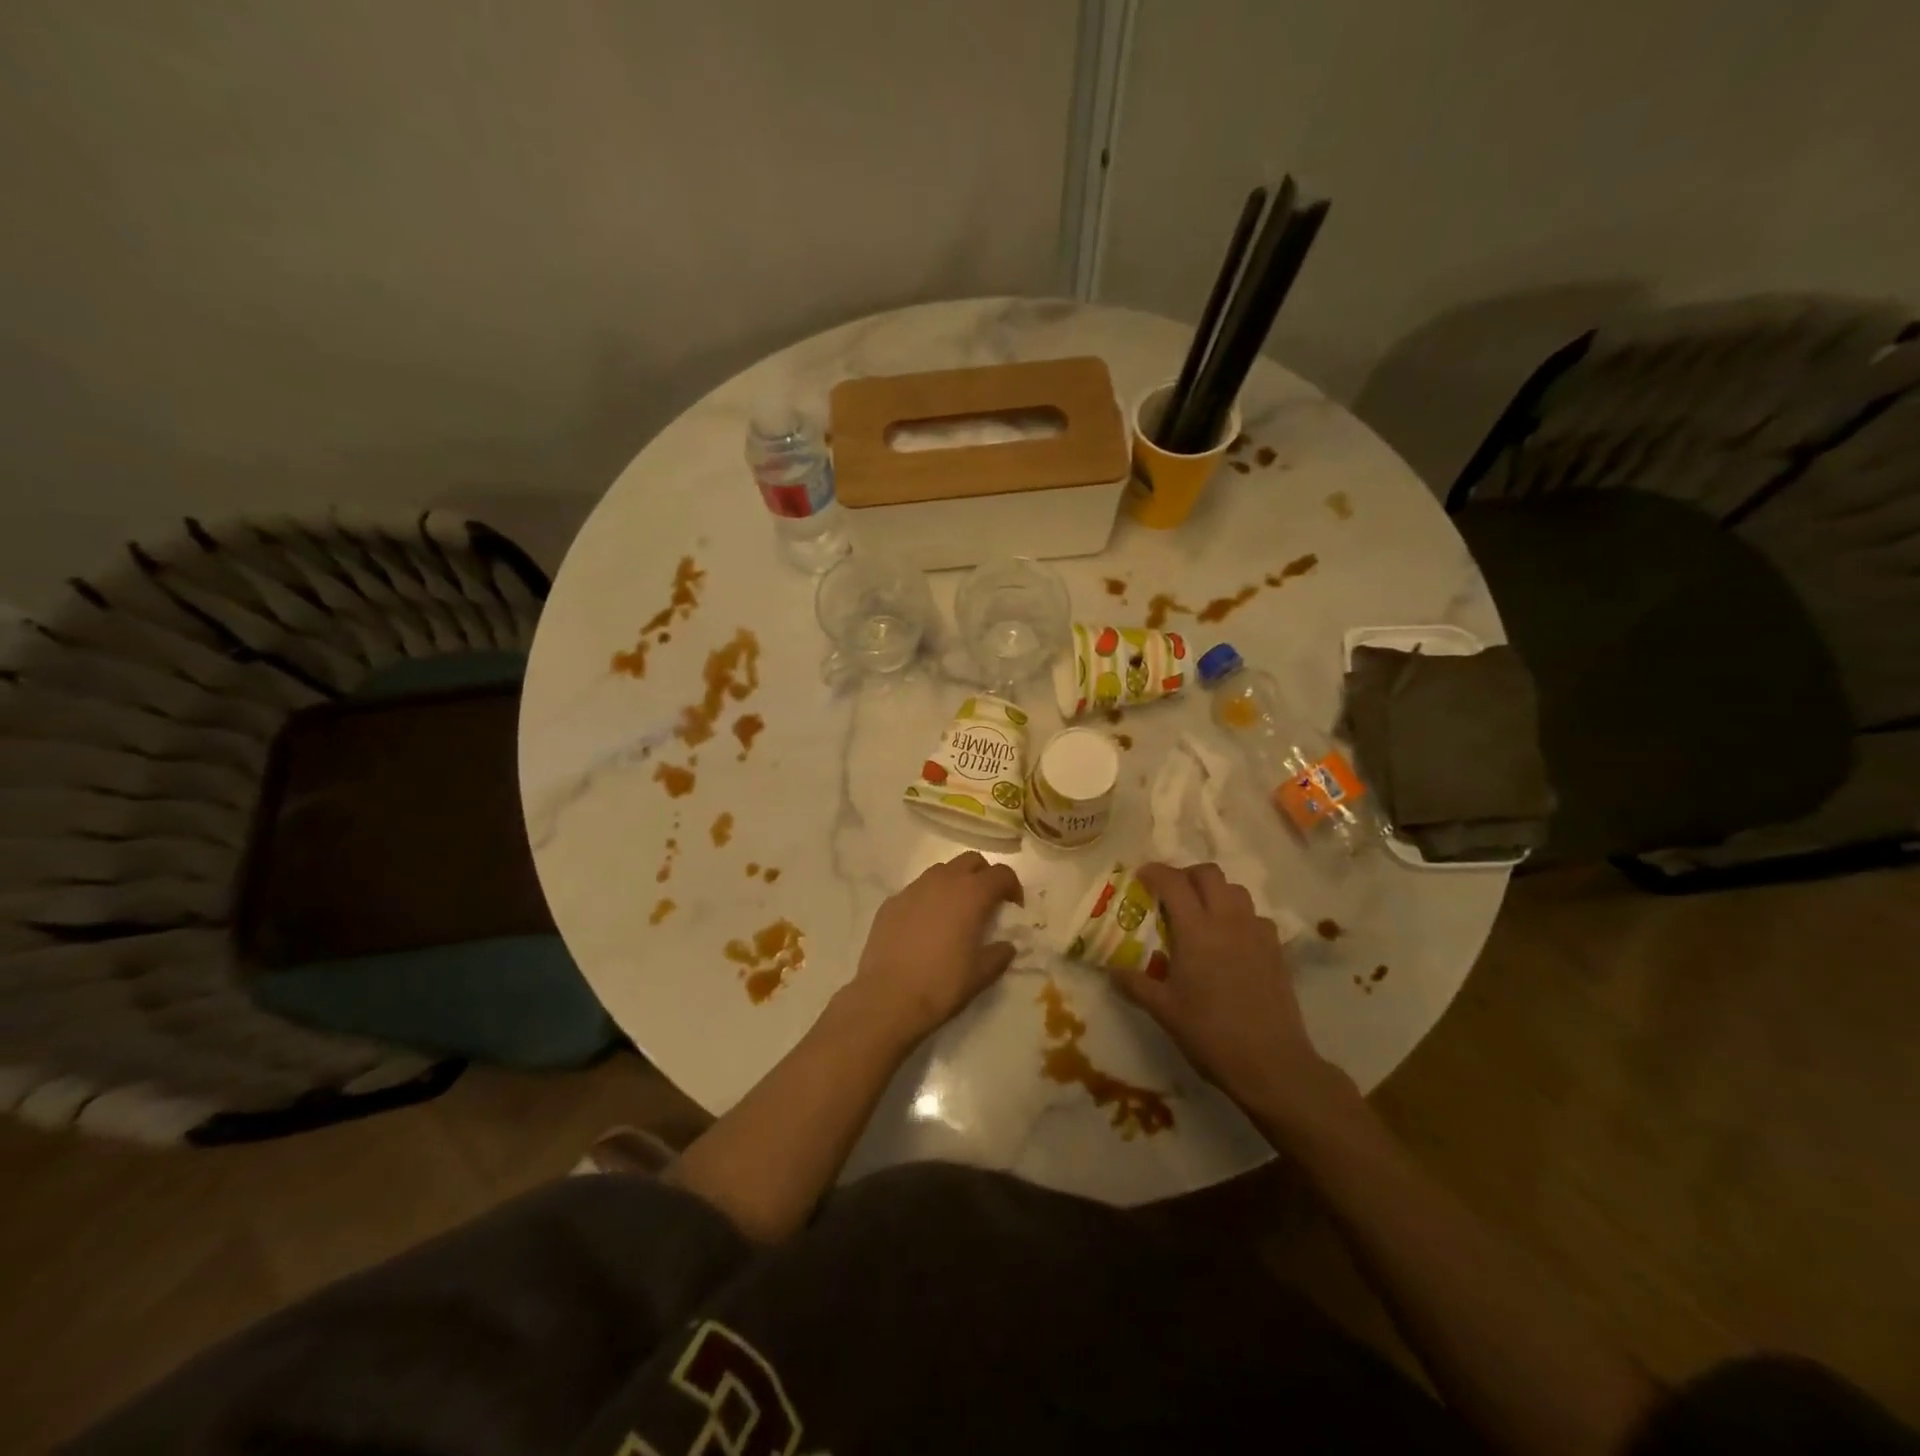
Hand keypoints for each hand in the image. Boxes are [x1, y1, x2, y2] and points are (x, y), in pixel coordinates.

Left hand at [849, 852, 1023, 1046]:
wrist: (889, 997)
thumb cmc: (943, 984)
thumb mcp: (981, 974)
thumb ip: (1000, 954)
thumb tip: (1006, 946)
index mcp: (971, 894)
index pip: (1001, 873)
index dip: (1013, 886)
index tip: (1014, 907)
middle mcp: (943, 881)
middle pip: (971, 861)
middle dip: (984, 875)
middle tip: (987, 902)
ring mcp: (913, 888)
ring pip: (941, 870)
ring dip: (955, 882)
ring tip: (955, 911)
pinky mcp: (891, 902)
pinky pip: (917, 890)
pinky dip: (928, 898)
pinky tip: (925, 926)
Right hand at [1109, 862, 1347, 1120]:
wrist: (1271, 1062)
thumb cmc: (1210, 1033)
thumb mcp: (1163, 1010)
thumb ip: (1134, 984)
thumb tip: (1112, 970)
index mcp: (1196, 930)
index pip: (1173, 882)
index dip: (1155, 872)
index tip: (1141, 876)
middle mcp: (1228, 921)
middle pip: (1209, 874)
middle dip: (1186, 874)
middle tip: (1171, 893)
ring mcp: (1256, 933)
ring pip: (1236, 890)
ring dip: (1215, 892)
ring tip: (1201, 914)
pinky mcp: (1276, 950)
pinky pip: (1256, 916)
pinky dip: (1239, 916)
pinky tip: (1231, 940)